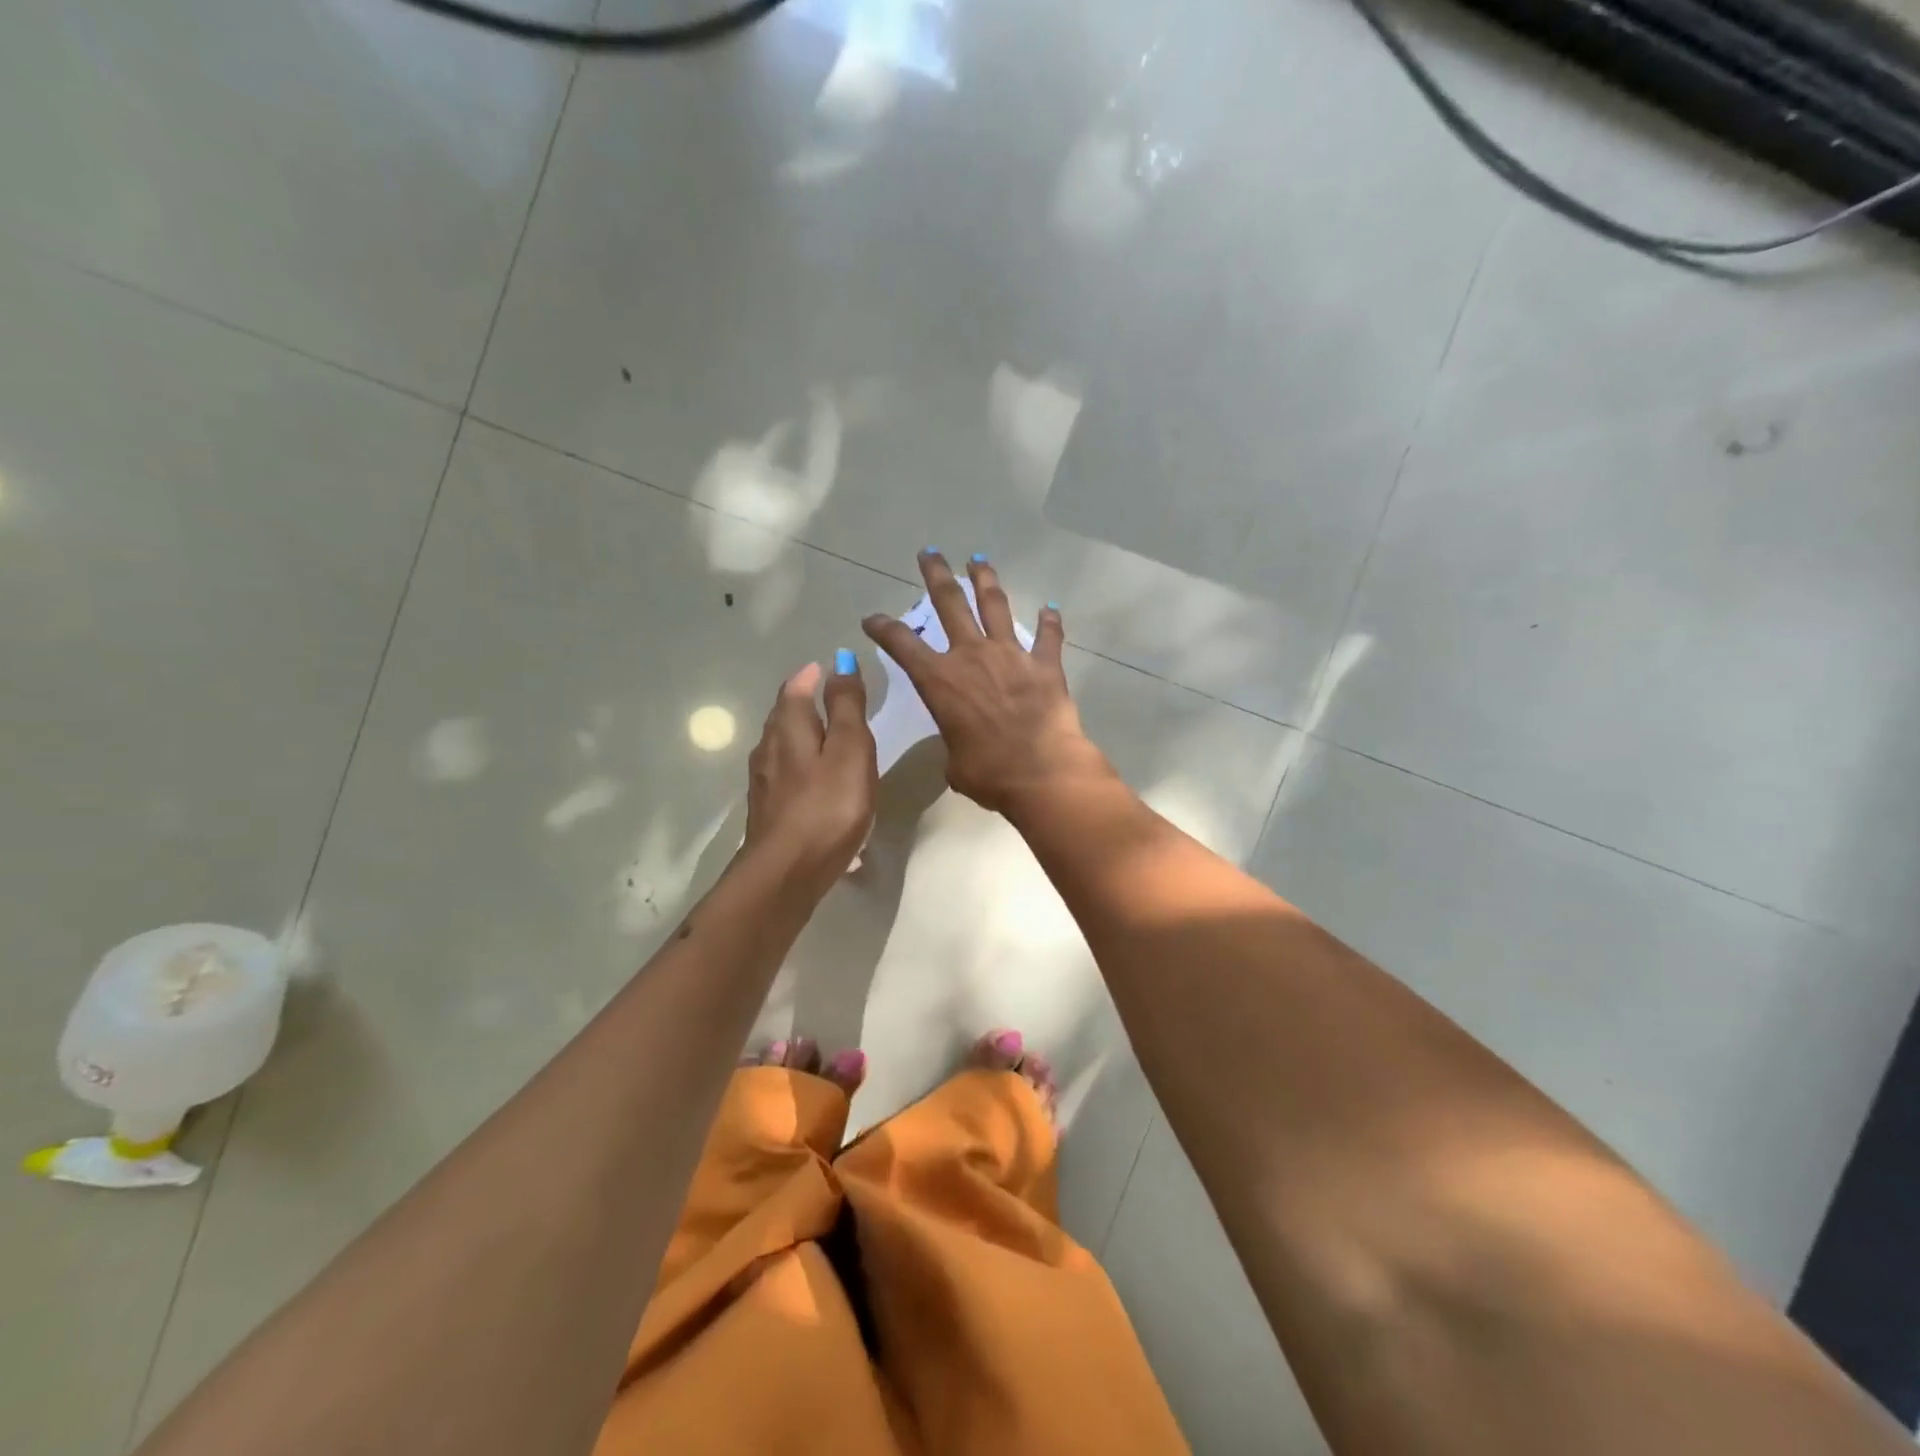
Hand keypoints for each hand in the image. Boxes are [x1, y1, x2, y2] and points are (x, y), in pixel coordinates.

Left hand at [742, 657, 876, 895]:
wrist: (787, 872)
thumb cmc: (828, 805)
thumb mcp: (849, 748)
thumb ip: (847, 706)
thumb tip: (839, 661)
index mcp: (790, 727)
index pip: (796, 689)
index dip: (812, 676)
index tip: (827, 669)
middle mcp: (769, 748)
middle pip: (784, 716)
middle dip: (803, 702)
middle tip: (827, 697)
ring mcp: (764, 782)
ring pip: (782, 747)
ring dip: (801, 736)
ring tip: (825, 738)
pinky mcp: (767, 811)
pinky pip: (785, 777)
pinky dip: (800, 767)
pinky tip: (814, 783)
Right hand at [862, 551, 1109, 815]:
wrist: (1041, 772)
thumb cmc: (989, 774)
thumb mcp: (955, 762)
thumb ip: (955, 741)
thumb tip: (965, 744)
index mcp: (940, 680)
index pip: (901, 644)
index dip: (883, 628)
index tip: (872, 619)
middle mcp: (971, 656)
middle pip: (949, 602)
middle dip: (936, 574)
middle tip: (929, 553)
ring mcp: (1010, 654)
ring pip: (994, 604)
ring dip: (984, 579)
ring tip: (977, 560)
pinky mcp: (1045, 663)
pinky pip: (1048, 636)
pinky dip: (1050, 622)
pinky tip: (1050, 608)